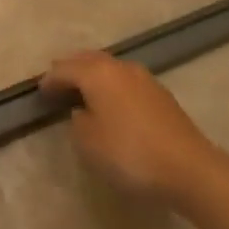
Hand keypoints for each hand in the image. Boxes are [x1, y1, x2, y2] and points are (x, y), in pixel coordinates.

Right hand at [40, 51, 224, 203]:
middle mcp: (121, 68)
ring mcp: (145, 79)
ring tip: (82, 89)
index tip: (39, 91)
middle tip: (57, 79)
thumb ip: (78, 122)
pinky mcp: (161, 95)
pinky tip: (111, 101)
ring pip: (110, 68)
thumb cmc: (130, 153)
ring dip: (93, 74)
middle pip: (89, 60)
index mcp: (98, 74)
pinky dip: (112, 85)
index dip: (50, 80)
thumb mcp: (88, 143)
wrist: (189, 168)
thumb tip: (82, 112)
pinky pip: (126, 81)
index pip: (65, 70)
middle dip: (72, 68)